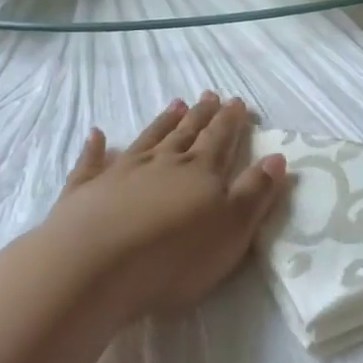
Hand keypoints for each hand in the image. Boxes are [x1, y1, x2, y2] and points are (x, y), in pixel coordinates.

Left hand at [35, 93, 288, 320]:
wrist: (95, 267)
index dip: (230, 122)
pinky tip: (96, 135)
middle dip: (201, 115)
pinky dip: (95, 148)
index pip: (220, 140)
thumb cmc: (175, 256)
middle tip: (209, 95)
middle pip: (186, 134)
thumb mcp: (231, 230)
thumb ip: (254, 193)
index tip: (236, 101)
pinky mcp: (86, 191)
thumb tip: (276, 157)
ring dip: (162, 122)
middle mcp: (162, 163)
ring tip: (175, 104)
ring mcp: (120, 173)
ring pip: (147, 140)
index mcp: (200, 173)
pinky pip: (92, 163)